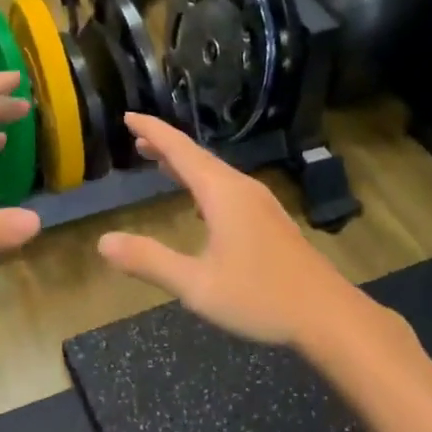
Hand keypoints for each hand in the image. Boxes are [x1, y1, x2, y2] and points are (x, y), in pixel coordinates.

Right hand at [96, 114, 362, 348]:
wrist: (327, 315)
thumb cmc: (260, 297)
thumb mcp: (196, 285)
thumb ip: (149, 261)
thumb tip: (103, 242)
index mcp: (222, 194)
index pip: (180, 151)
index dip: (153, 131)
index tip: (128, 116)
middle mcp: (241, 189)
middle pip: (198, 157)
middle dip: (166, 146)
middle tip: (136, 139)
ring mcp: (260, 204)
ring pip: (215, 173)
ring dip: (185, 165)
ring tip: (160, 163)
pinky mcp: (270, 221)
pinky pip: (227, 188)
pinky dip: (202, 183)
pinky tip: (199, 202)